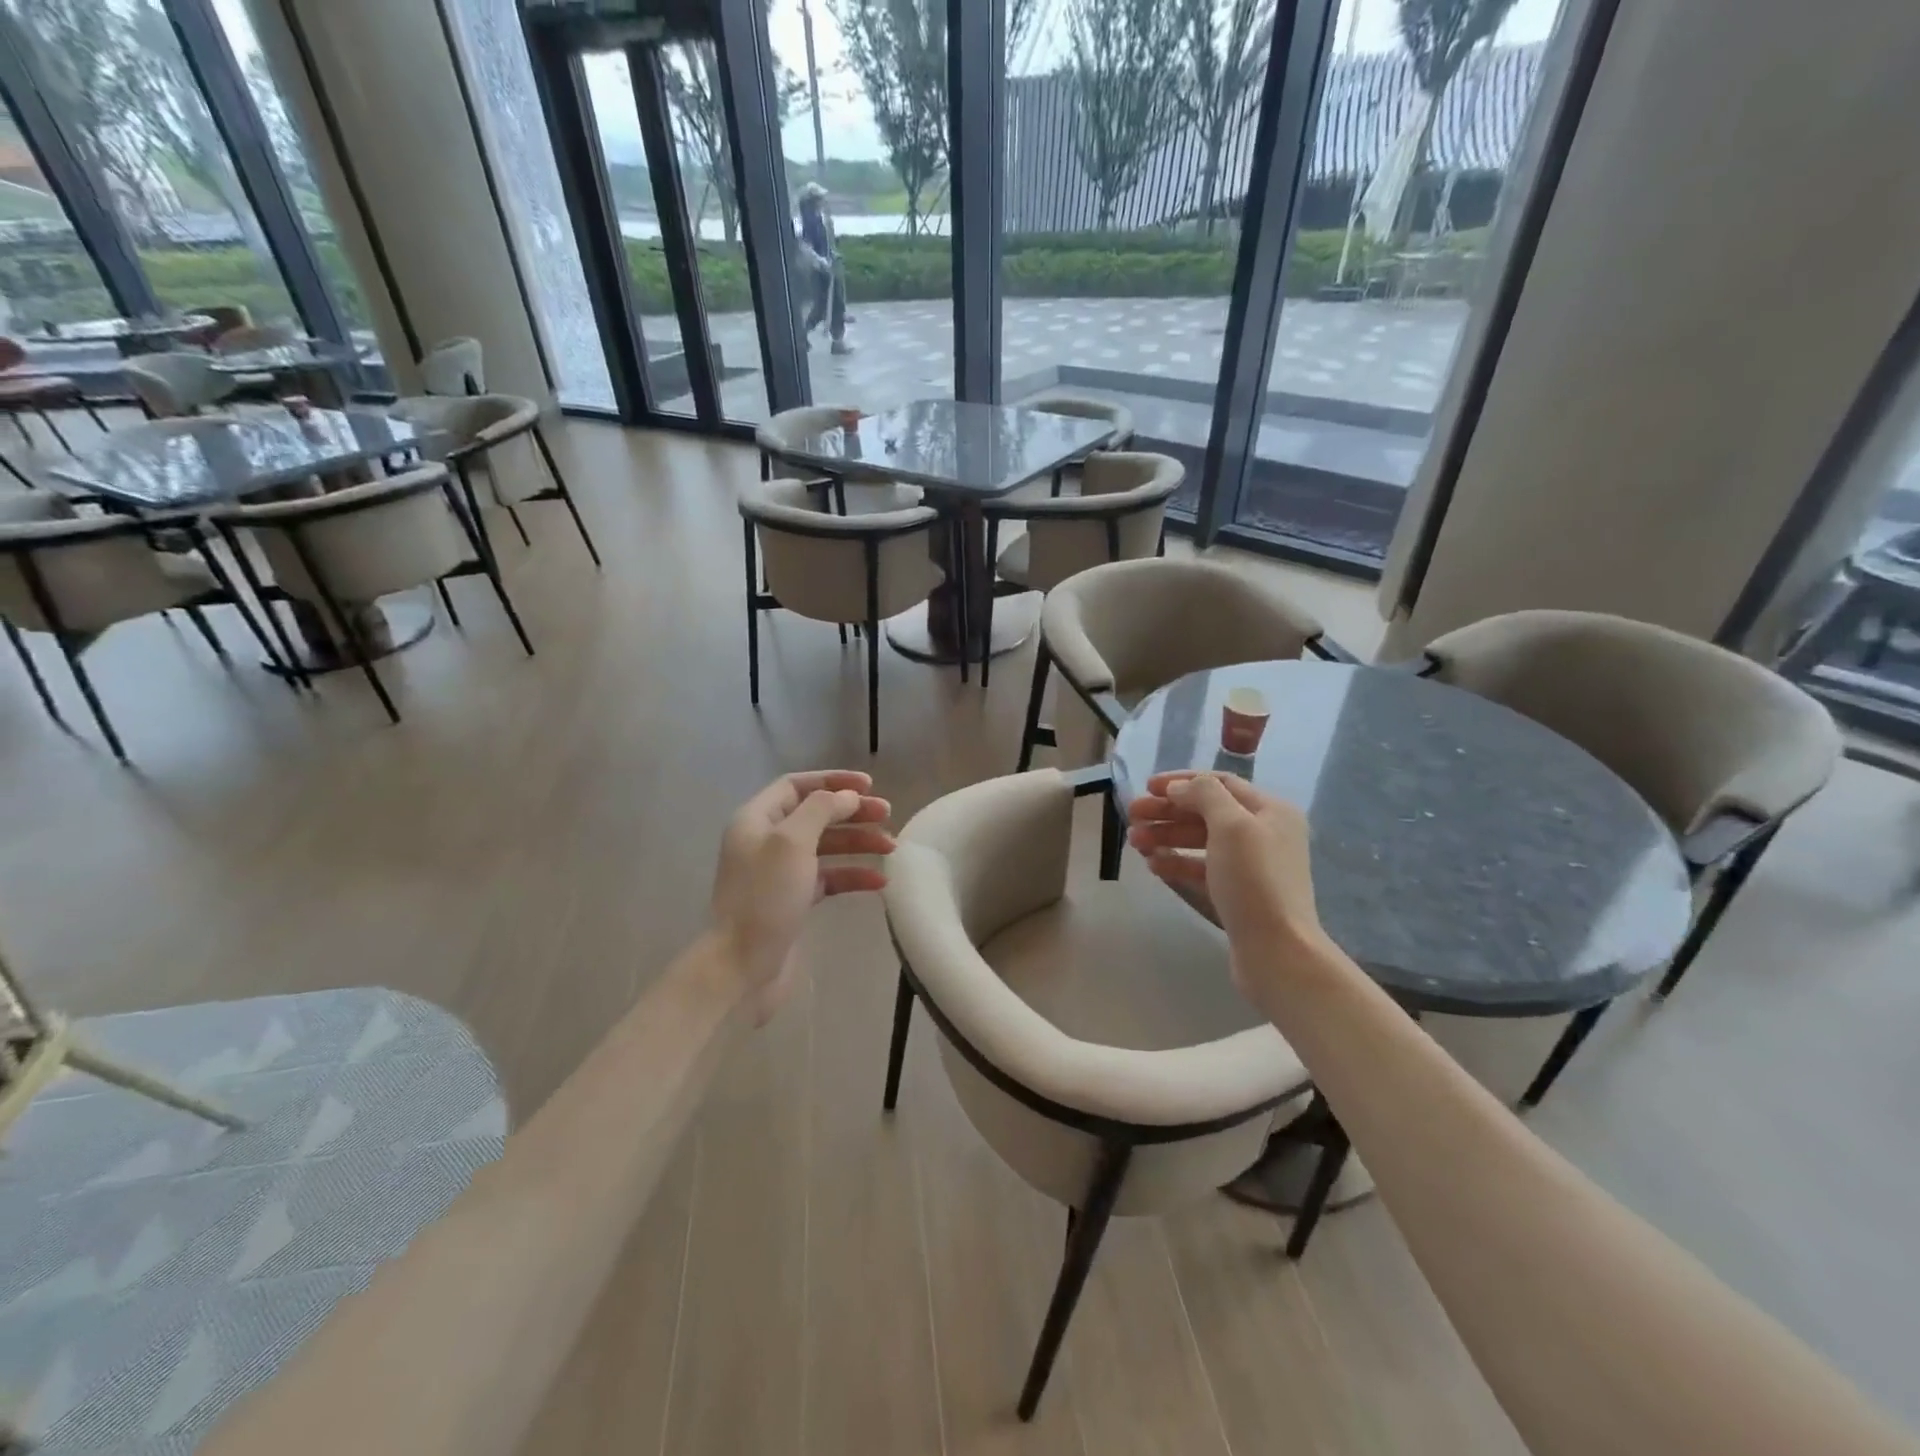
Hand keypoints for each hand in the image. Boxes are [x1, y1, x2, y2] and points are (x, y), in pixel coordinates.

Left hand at [711, 770, 894, 1024]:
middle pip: (815, 814)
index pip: (797, 785)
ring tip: (891, 847)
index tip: (869, 786)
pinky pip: (828, 879)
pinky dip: (852, 876)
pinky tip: (879, 883)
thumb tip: (847, 796)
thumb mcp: (792, 842)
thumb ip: (821, 810)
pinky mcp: (793, 901)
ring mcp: (780, 873)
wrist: (741, 966)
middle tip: (887, 814)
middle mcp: (766, 841)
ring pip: (826, 847)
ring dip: (858, 843)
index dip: (833, 780)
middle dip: (852, 812)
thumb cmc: (765, 897)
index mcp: (757, 820)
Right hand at [1126, 771, 1324, 1002]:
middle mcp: (1264, 834)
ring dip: (1167, 837)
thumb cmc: (1254, 880)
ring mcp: (1251, 867)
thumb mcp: (1231, 825)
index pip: (1220, 783)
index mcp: (1270, 811)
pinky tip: (1154, 866)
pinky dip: (1178, 863)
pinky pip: (1202, 869)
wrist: (1277, 951)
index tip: (1146, 787)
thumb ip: (1204, 795)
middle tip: (1132, 816)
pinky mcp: (1238, 895)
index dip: (1181, 781)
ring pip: (1201, 841)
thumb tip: (1179, 788)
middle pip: (1207, 812)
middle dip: (1168, 811)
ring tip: (1134, 842)